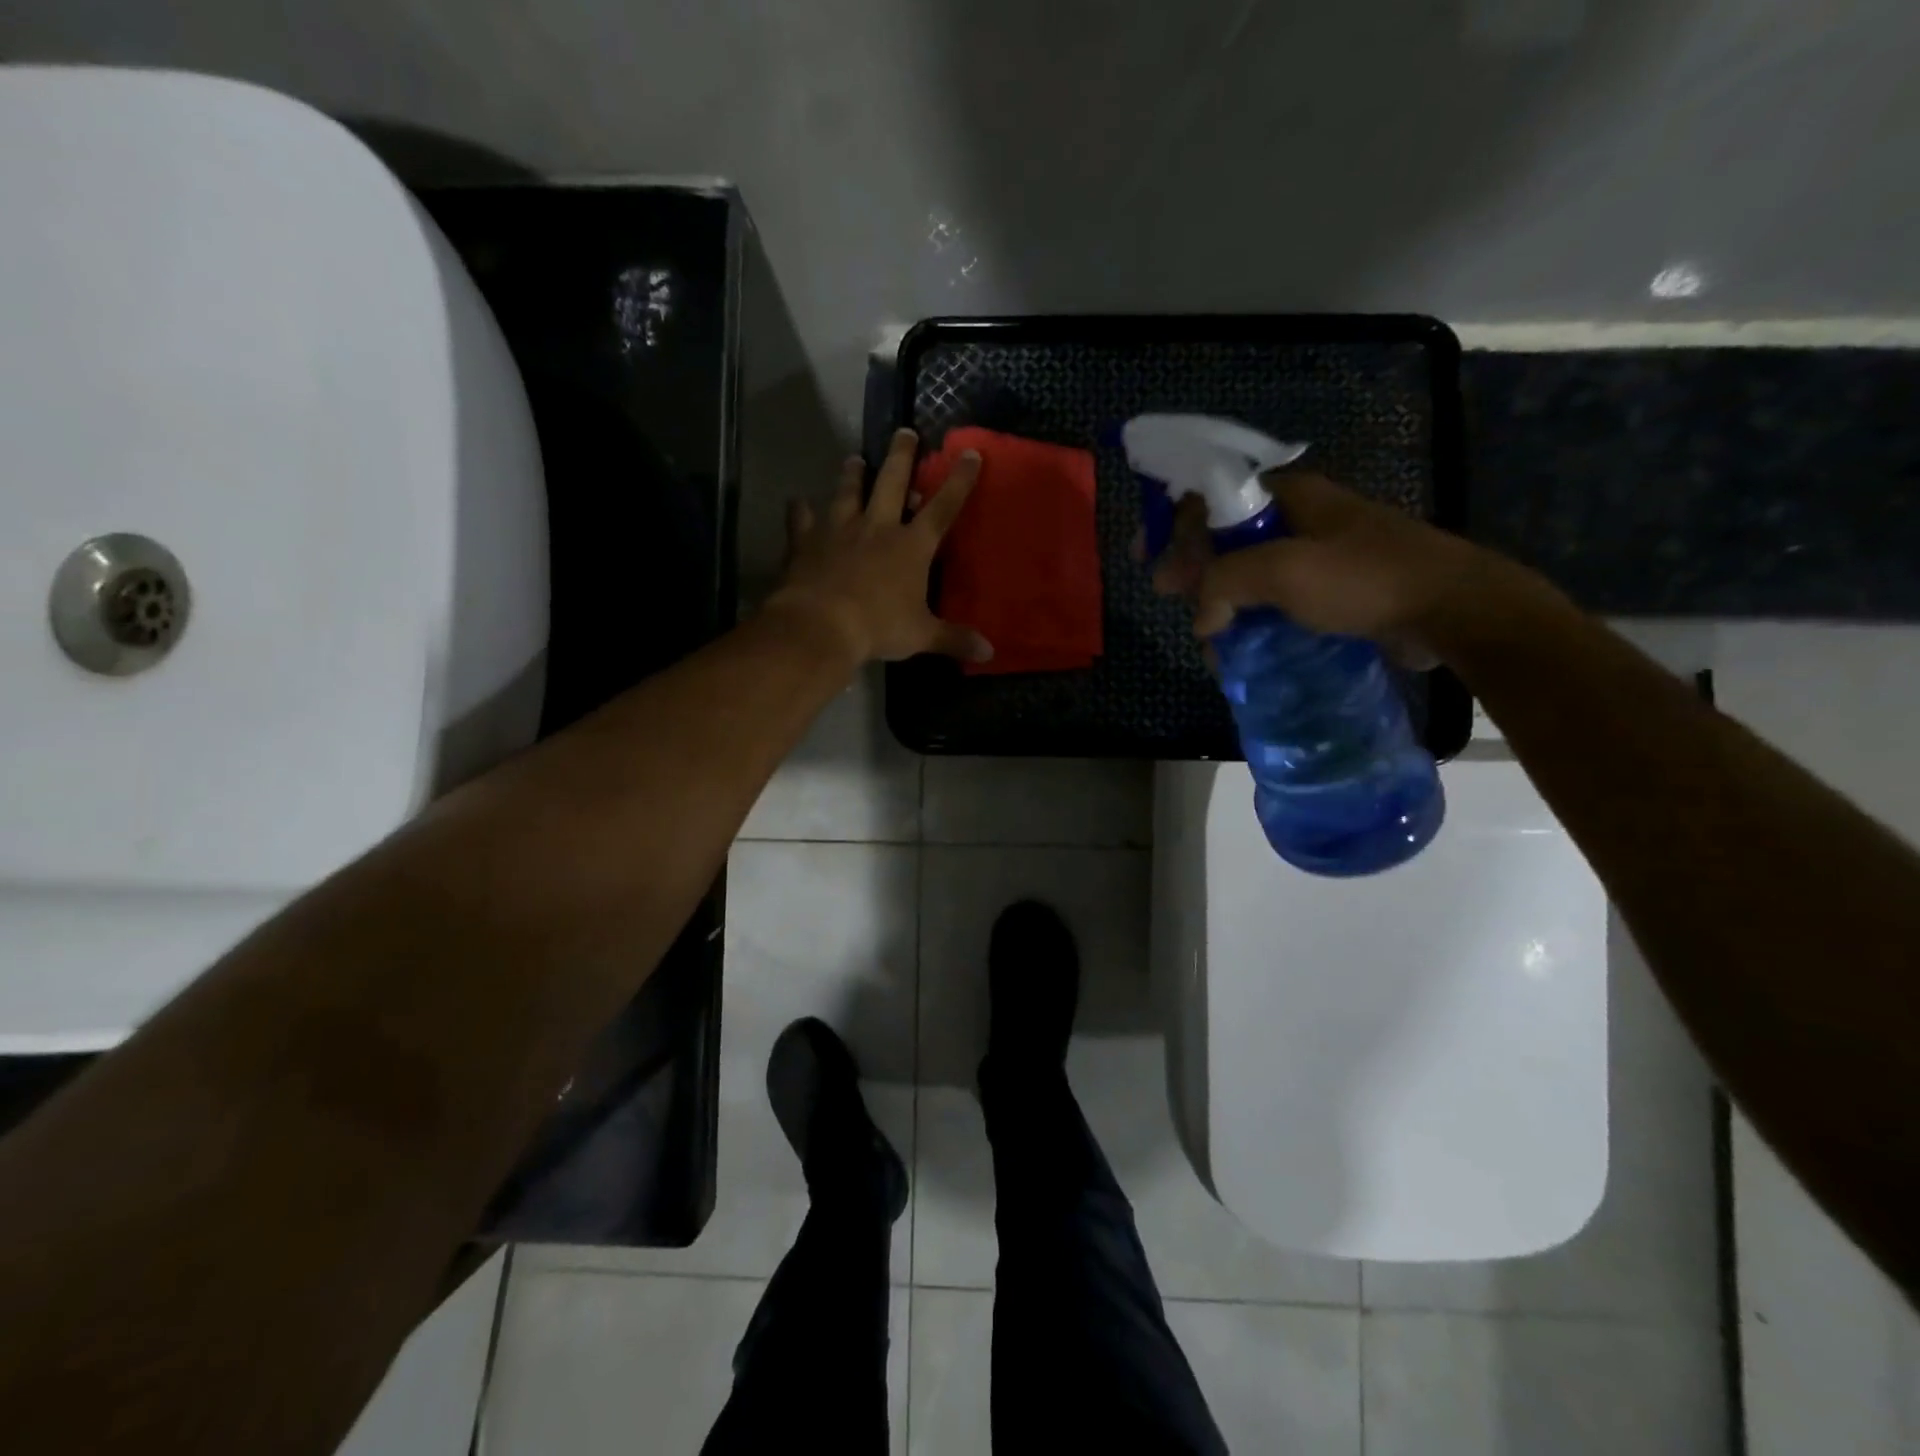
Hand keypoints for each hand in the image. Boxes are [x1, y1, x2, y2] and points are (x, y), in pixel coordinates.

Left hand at [766, 428, 993, 665]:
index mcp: (911, 546)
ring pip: (847, 493)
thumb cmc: (879, 627)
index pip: (943, 508)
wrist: (821, 625)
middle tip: (903, 432)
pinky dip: (799, 511)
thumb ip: (953, 639)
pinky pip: (801, 521)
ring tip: (854, 458)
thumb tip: (989, 652)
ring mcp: (839, 530)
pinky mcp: (806, 542)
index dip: (959, 482)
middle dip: (901, 456)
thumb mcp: (922, 636)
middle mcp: (877, 527)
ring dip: (852, 475)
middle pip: (891, 482)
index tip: (969, 454)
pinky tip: (796, 502)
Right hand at [1152, 471, 1512, 658]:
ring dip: (1221, 603)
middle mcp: (1299, 520)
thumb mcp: (1284, 571)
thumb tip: (1200, 617)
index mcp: (1289, 498)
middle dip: (1193, 569)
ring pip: (1248, 574)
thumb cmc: (1365, 578)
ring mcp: (1317, 556)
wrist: (1451, 609)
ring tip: (1210, 638)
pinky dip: (1251, 620)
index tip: (1147, 558)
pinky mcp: (1332, 591)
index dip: (1172, 523)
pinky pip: (1274, 601)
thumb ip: (1224, 583)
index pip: (1212, 497)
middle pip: (1225, 537)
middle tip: (1170, 597)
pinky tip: (1241, 648)